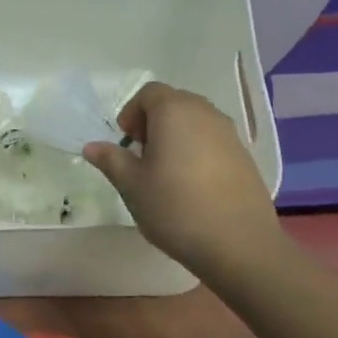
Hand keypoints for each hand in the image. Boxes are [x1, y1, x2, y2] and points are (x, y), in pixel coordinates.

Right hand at [83, 81, 279, 276]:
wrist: (239, 244)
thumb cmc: (176, 208)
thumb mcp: (132, 186)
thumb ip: (111, 160)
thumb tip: (92, 146)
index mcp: (174, 112)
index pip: (149, 92)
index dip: (132, 112)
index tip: (126, 142)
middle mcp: (205, 113)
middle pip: (174, 102)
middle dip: (153, 122)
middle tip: (143, 156)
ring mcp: (230, 134)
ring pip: (196, 121)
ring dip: (177, 135)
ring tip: (167, 172)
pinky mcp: (245, 156)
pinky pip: (214, 140)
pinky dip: (198, 150)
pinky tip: (193, 185)